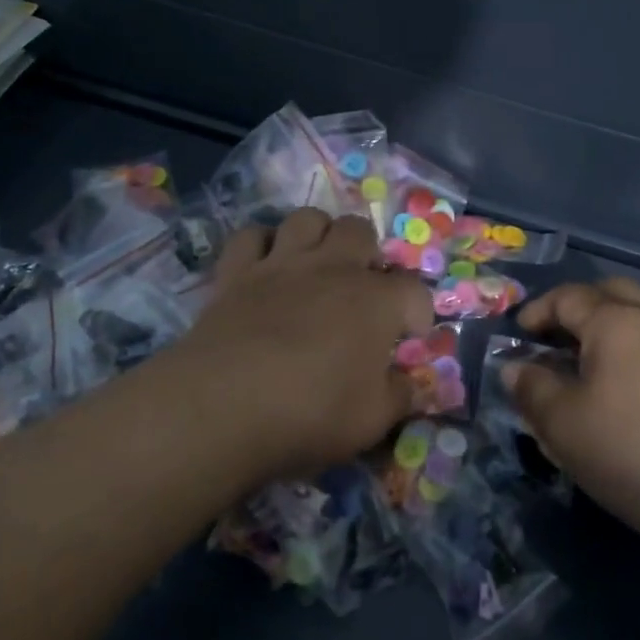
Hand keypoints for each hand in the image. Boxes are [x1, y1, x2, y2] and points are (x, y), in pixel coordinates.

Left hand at [151, 208, 431, 484]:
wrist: (222, 407)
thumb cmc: (310, 413)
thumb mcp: (372, 420)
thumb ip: (398, 397)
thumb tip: (410, 386)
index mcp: (376, 300)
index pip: (413, 291)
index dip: (417, 313)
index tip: (408, 337)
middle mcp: (334, 268)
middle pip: (360, 231)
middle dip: (367, 254)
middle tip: (361, 288)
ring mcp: (282, 264)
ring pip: (308, 219)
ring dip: (318, 236)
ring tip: (317, 265)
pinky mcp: (236, 273)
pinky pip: (251, 236)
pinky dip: (261, 245)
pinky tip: (265, 267)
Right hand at [504, 278, 639, 531]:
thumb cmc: (626, 448)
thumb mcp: (561, 422)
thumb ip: (532, 387)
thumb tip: (516, 367)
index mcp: (615, 320)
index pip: (568, 296)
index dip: (538, 311)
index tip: (518, 336)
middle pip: (609, 292)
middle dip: (577, 306)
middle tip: (553, 338)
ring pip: (637, 313)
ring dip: (606, 325)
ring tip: (582, 362)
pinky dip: (629, 346)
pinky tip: (618, 385)